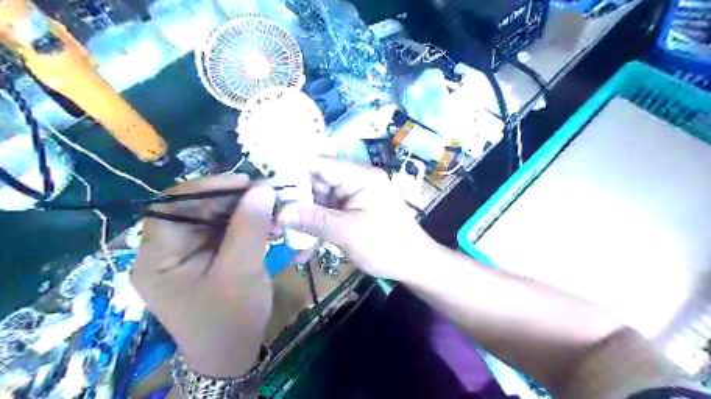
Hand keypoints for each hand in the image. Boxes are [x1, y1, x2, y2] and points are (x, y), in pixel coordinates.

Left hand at [129, 174, 273, 376]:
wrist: (231, 353)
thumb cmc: (231, 318)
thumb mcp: (242, 271)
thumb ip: (250, 227)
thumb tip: (262, 188)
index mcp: (157, 257)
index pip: (170, 206)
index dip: (207, 188)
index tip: (245, 183)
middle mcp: (164, 251)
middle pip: (192, 209)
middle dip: (231, 199)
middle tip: (265, 195)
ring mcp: (184, 254)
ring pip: (210, 217)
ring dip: (241, 211)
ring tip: (270, 210)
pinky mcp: (202, 257)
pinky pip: (221, 230)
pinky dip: (244, 224)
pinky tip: (265, 224)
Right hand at [276, 158, 433, 281]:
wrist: (414, 265)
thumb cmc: (386, 245)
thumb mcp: (347, 232)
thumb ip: (312, 219)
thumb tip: (278, 212)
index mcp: (360, 176)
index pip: (319, 164)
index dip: (291, 173)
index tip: (266, 188)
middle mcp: (356, 181)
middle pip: (316, 184)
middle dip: (294, 203)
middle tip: (270, 220)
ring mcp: (354, 197)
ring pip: (319, 202)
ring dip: (302, 221)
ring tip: (282, 239)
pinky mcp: (353, 212)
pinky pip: (329, 215)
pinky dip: (316, 230)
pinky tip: (303, 252)